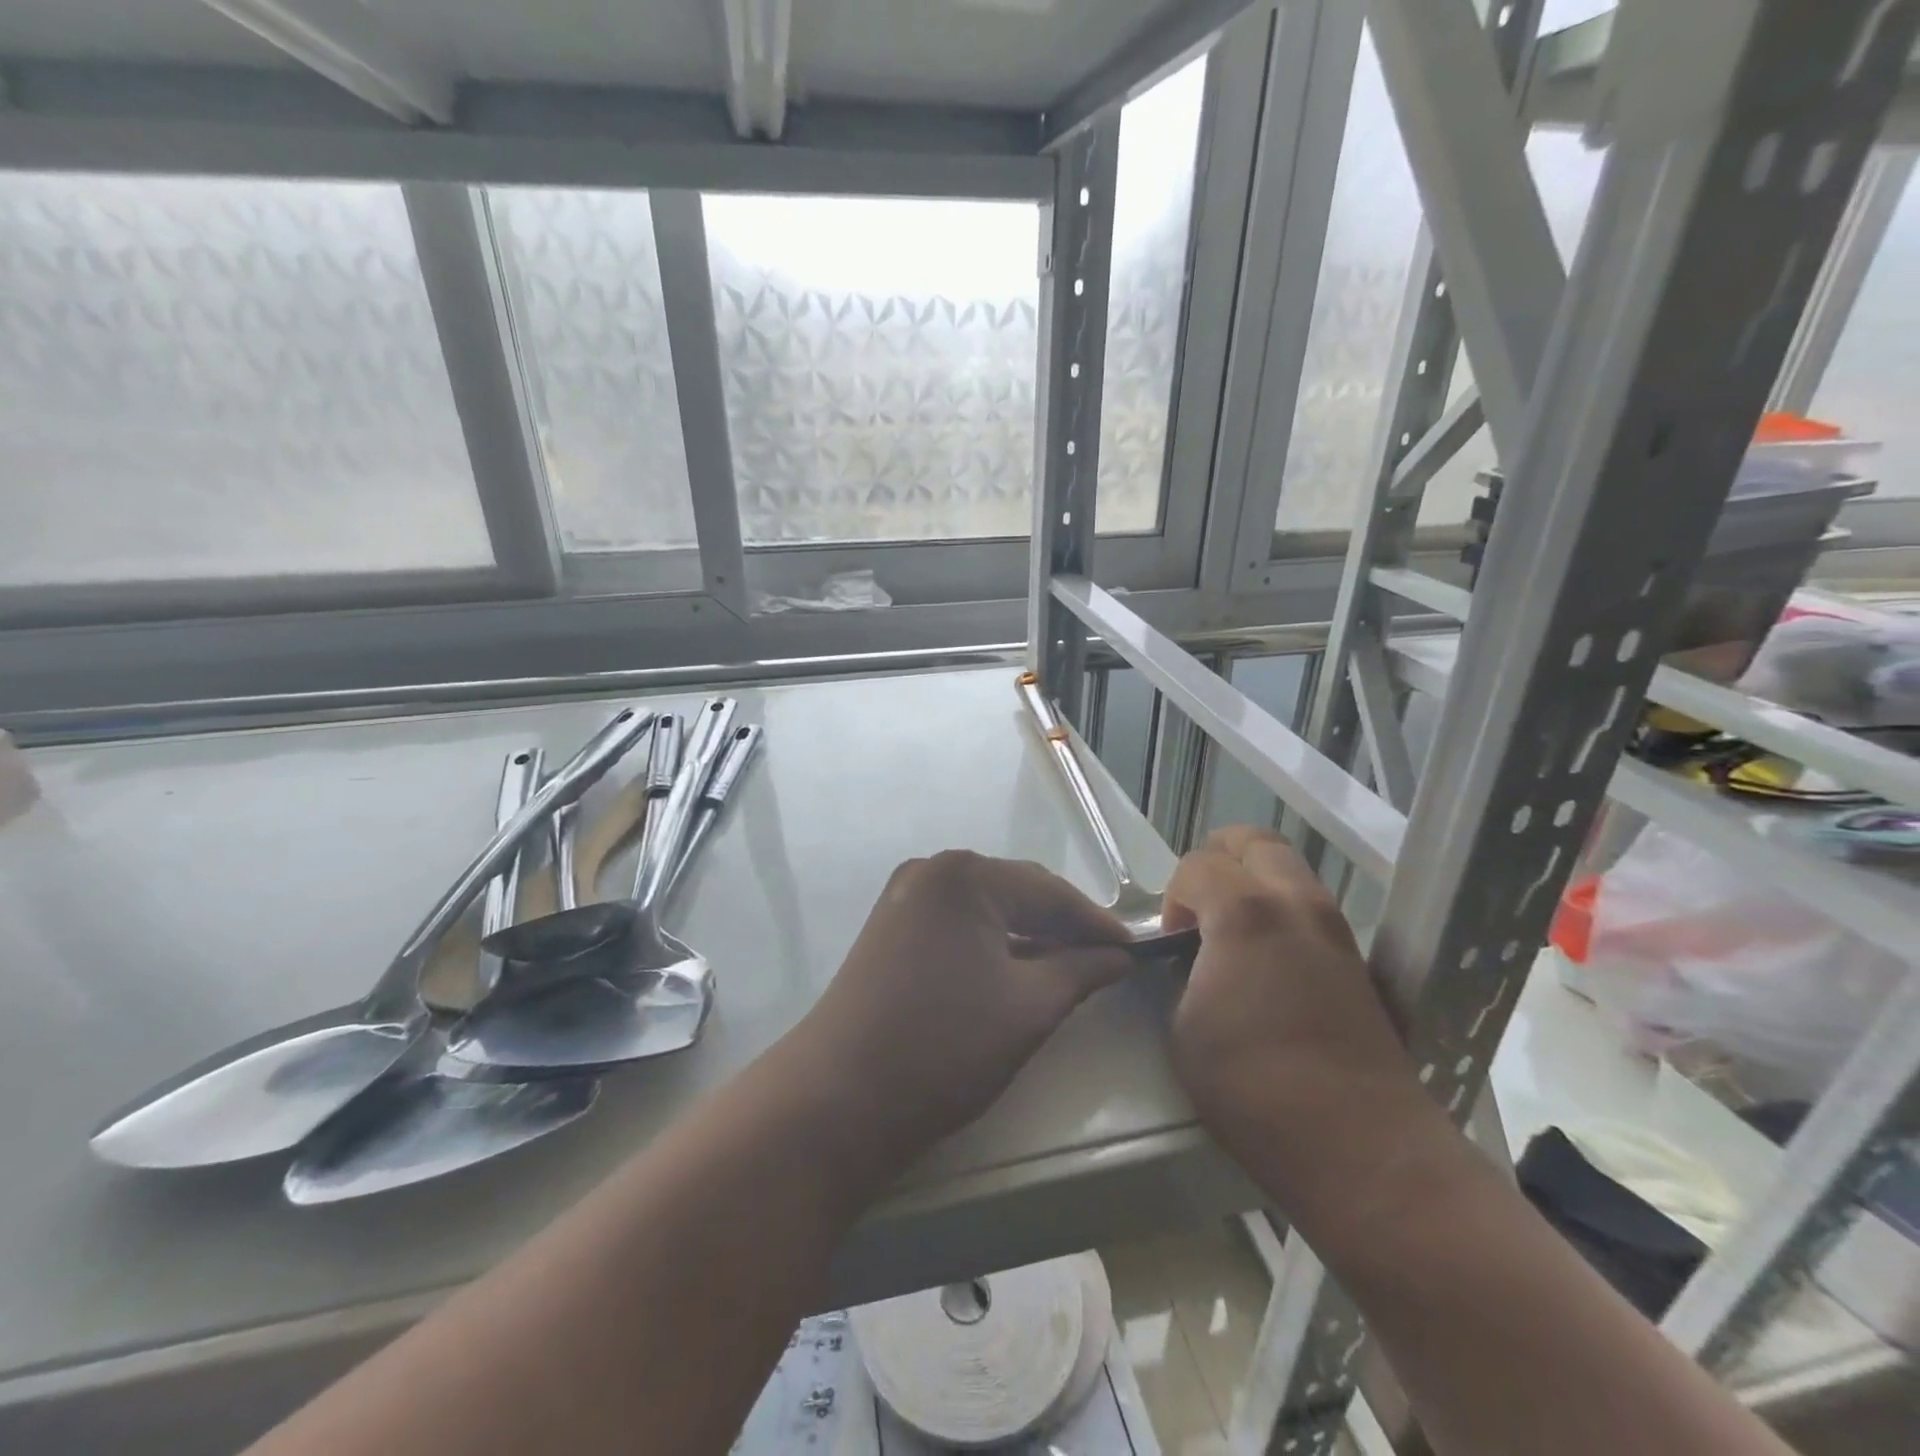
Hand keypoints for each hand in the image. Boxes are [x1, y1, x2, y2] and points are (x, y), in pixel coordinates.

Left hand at [792, 851, 1132, 1170]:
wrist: (836, 1100)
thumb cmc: (943, 1048)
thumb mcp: (1028, 1008)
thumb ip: (1081, 971)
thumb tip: (1118, 956)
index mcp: (965, 875)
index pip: (1049, 890)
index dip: (1096, 923)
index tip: (1136, 952)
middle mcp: (931, 871)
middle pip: (1015, 892)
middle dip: (1062, 926)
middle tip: (1107, 962)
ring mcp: (904, 899)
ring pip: (986, 909)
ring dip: (1028, 936)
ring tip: (1070, 969)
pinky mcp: (890, 928)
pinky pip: (957, 925)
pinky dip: (992, 945)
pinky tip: (1017, 971)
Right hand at [1160, 828, 1426, 1175]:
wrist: (1358, 1145)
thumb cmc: (1252, 1086)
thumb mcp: (1183, 1027)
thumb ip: (1182, 975)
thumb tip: (1193, 963)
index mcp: (1244, 912)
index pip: (1198, 864)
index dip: (1174, 896)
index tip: (1172, 941)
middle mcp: (1296, 904)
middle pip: (1255, 842)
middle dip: (1218, 861)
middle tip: (1200, 907)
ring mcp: (1336, 931)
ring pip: (1290, 871)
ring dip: (1254, 886)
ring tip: (1233, 938)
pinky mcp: (1361, 963)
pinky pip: (1312, 911)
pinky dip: (1283, 915)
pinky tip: (1270, 967)